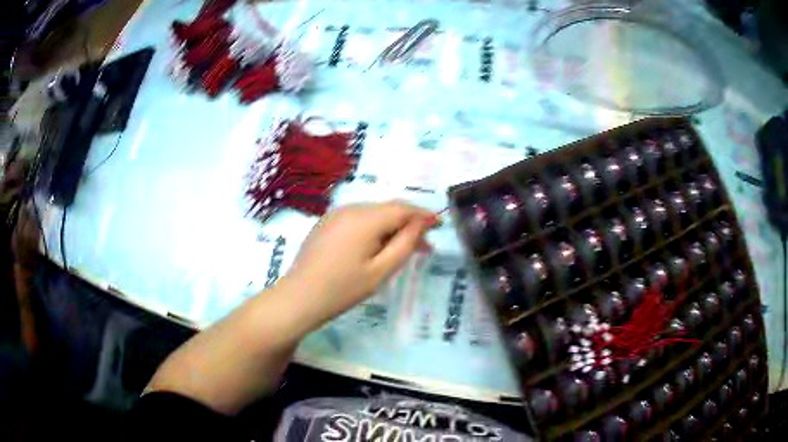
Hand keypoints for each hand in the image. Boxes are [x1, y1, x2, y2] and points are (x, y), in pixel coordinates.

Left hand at [281, 201, 435, 327]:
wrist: (300, 297)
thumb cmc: (343, 289)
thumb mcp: (381, 270)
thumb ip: (405, 244)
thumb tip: (421, 224)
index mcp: (365, 219)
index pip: (402, 208)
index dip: (423, 215)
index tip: (439, 225)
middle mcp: (350, 208)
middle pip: (387, 209)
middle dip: (408, 224)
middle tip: (424, 246)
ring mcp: (335, 214)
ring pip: (373, 213)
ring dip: (391, 227)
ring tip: (402, 250)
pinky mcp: (326, 222)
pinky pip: (357, 219)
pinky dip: (373, 228)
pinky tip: (376, 246)